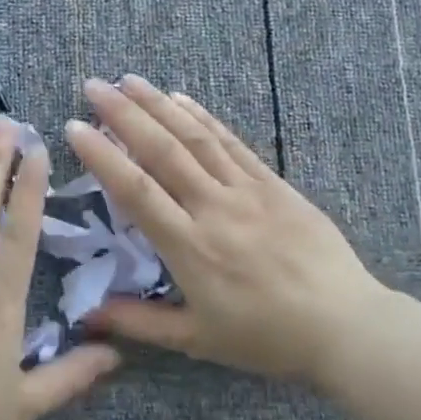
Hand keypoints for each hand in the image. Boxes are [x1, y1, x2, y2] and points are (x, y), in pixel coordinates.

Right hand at [70, 76, 409, 388]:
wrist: (345, 325)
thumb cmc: (267, 337)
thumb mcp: (197, 340)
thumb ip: (140, 323)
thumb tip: (87, 315)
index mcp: (191, 247)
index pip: (136, 190)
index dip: (102, 155)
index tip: (75, 126)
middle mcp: (214, 208)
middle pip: (162, 151)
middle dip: (124, 114)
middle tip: (94, 86)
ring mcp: (247, 191)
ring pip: (195, 138)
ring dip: (159, 105)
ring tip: (129, 80)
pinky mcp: (274, 184)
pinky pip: (232, 143)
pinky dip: (203, 117)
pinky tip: (181, 99)